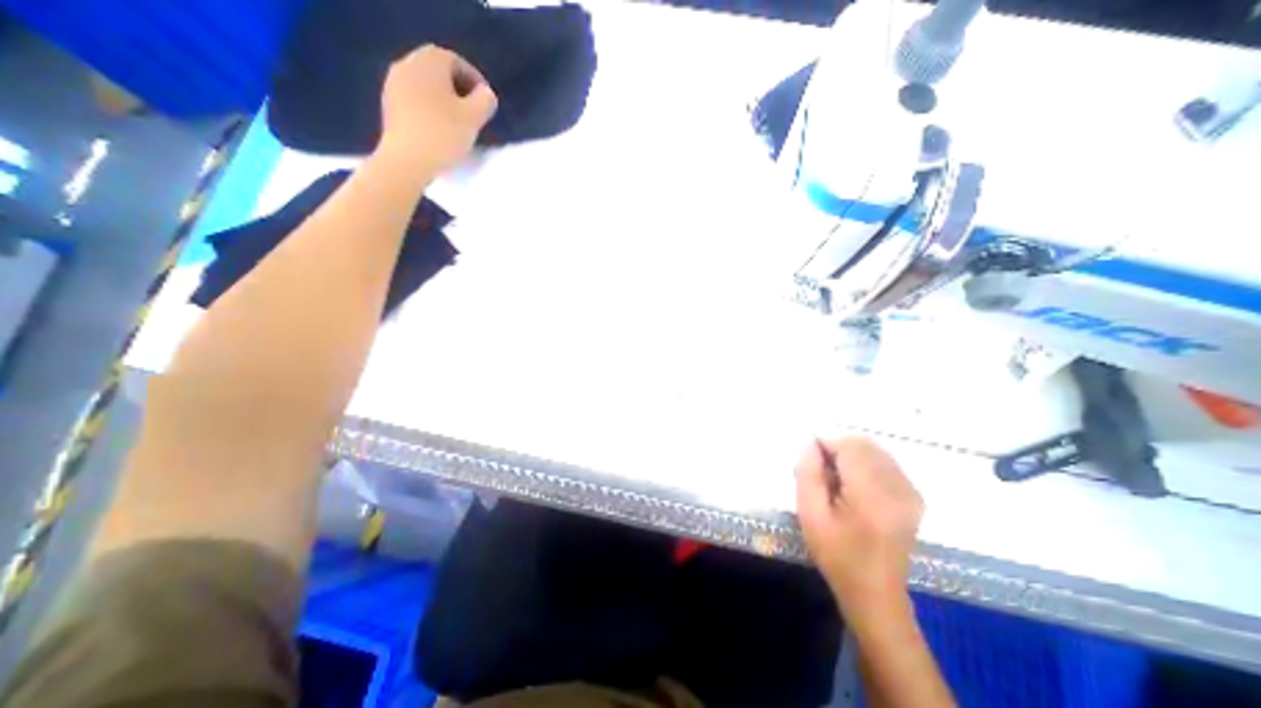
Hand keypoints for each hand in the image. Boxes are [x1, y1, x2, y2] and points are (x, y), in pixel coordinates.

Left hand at [375, 46, 494, 169]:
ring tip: (459, 124)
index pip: (456, 61)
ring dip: (444, 101)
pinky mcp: (389, 107)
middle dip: (459, 90)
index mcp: (429, 62)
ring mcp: (393, 85)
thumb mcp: (474, 119)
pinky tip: (440, 131)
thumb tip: (485, 94)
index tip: (487, 103)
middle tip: (475, 113)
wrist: (408, 160)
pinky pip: (415, 101)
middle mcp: (407, 65)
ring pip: (426, 87)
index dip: (475, 80)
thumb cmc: (444, 134)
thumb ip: (485, 101)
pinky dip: (430, 110)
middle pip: (438, 72)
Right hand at [797, 438, 921, 607]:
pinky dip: (866, 463)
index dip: (827, 443)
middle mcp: (898, 490)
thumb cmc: (836, 554)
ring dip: (852, 455)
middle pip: (864, 445)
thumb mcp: (809, 514)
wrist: (874, 592)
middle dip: (838, 448)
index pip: (850, 447)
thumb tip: (811, 444)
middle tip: (822, 470)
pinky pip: (886, 462)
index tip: (811, 458)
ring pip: (875, 451)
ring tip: (838, 479)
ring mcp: (911, 493)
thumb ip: (808, 473)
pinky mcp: (915, 497)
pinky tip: (856, 485)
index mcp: (872, 497)